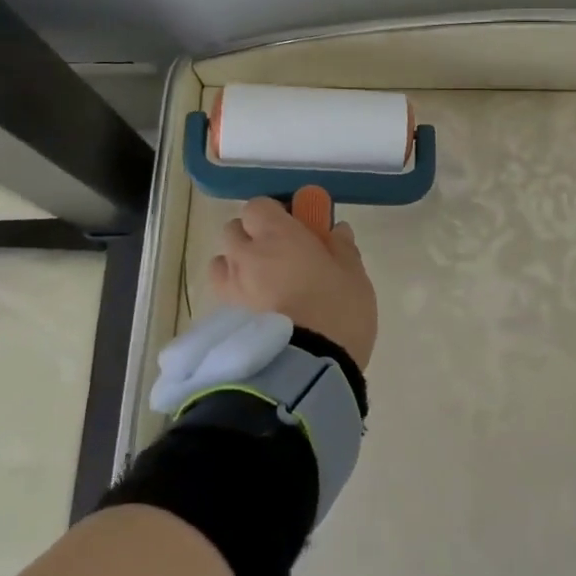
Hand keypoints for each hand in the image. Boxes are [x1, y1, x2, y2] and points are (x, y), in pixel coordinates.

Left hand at [209, 197, 377, 366]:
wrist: (307, 368)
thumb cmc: (336, 310)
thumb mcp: (354, 275)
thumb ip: (342, 248)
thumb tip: (337, 230)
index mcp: (276, 235)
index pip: (258, 206)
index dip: (272, 214)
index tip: (293, 225)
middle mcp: (245, 256)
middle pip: (233, 231)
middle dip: (251, 236)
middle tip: (278, 254)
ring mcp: (230, 289)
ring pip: (222, 265)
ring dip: (237, 267)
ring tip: (262, 286)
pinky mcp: (225, 321)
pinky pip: (224, 298)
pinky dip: (236, 298)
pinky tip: (258, 314)